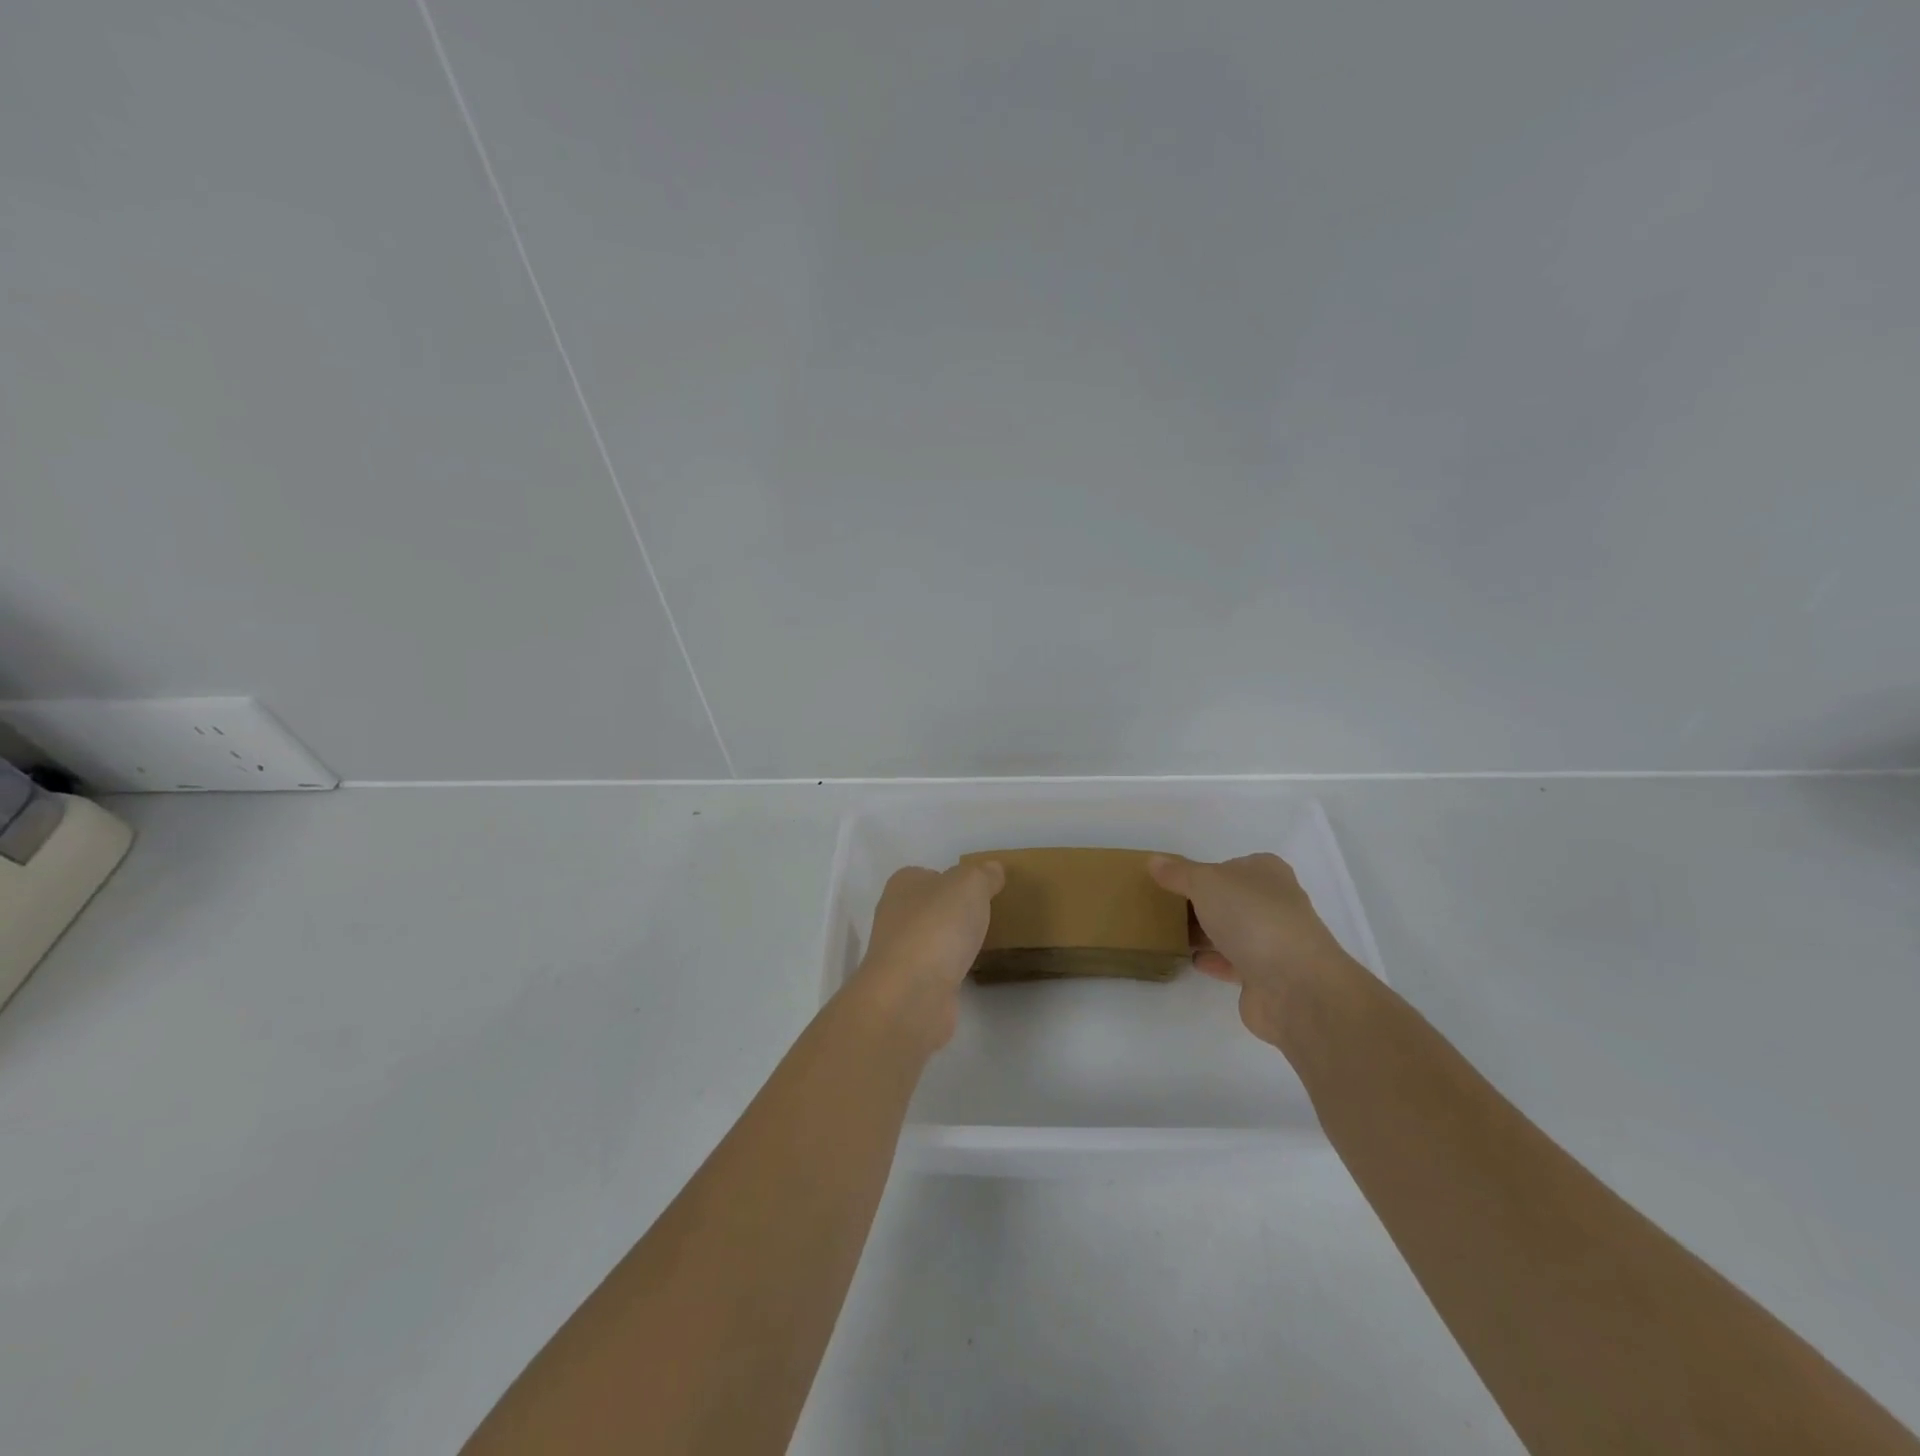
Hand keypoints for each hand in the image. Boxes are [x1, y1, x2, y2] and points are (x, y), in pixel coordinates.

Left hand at [848, 861, 1004, 1052]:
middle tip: (989, 917)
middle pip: (931, 907)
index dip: (954, 880)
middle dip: (955, 912)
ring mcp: (900, 953)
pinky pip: (937, 969)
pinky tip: (971, 972)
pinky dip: (952, 969)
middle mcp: (895, 915)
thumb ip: (983, 875)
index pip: (929, 874)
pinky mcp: (909, 985)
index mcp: (903, 884)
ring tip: (986, 945)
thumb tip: (992, 869)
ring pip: (933, 939)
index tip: (981, 891)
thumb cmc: (937, 926)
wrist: (911, 994)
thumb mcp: (970, 885)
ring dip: (953, 943)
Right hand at [1148, 852, 1359, 1047]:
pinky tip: (1190, 960)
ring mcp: (1274, 941)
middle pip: (1231, 899)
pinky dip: (1214, 960)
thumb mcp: (1205, 883)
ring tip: (1170, 934)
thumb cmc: (1251, 917)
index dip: (1204, 871)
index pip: (1231, 866)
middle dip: (1203, 904)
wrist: (1293, 984)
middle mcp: (1275, 903)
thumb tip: (1154, 861)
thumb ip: (1178, 873)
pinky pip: (1233, 963)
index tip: (1173, 882)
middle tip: (1165, 908)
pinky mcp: (1267, 976)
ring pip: (1232, 931)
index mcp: (1267, 873)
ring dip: (1207, 933)